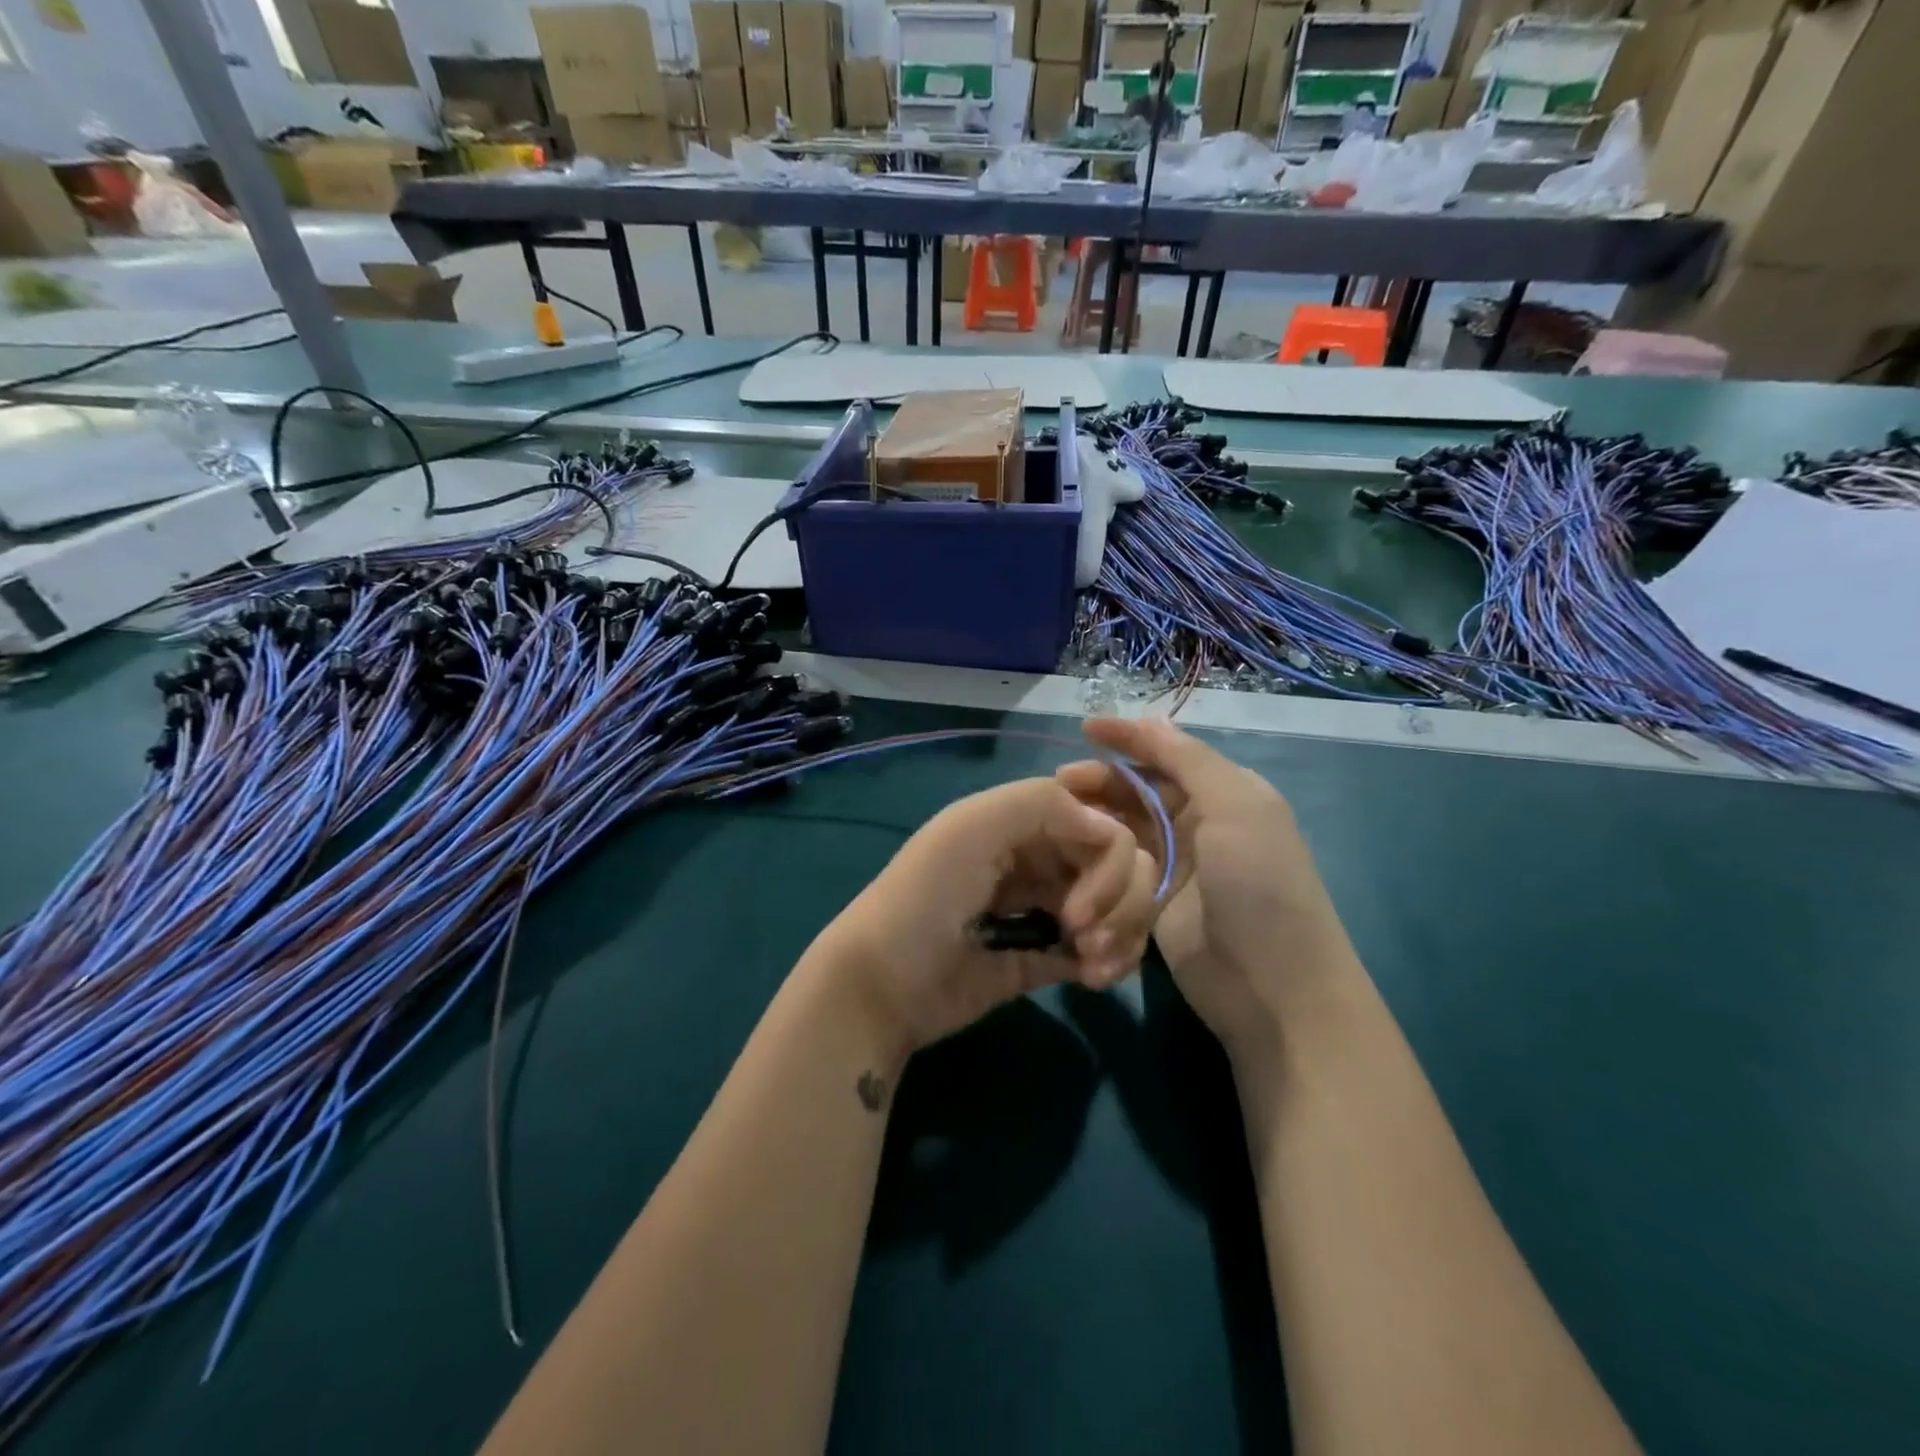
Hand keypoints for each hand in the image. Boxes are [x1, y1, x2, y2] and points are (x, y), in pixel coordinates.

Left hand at [809, 778, 1160, 1060]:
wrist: (884, 984)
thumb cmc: (925, 897)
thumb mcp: (971, 828)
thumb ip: (1043, 805)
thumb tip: (1113, 832)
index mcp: (1026, 823)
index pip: (1103, 823)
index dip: (1113, 859)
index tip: (1083, 901)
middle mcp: (1042, 859)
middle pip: (1123, 865)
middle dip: (1121, 900)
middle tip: (1085, 934)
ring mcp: (1048, 909)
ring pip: (1121, 907)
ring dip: (1123, 932)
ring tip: (1093, 966)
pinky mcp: (1048, 958)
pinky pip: (1105, 948)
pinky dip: (1114, 960)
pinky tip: (1093, 979)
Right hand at [1056, 718, 1358, 1057]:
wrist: (1274, 988)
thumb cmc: (1259, 885)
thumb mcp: (1237, 807)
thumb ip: (1190, 760)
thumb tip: (1152, 719)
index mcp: (1224, 794)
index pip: (1168, 754)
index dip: (1128, 738)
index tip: (1084, 728)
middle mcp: (1199, 823)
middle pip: (1138, 791)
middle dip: (1101, 783)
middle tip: (1059, 786)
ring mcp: (1175, 866)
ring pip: (1123, 829)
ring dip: (1094, 820)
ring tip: (1058, 819)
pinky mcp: (1153, 903)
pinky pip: (1119, 870)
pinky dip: (1096, 860)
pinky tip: (1068, 854)